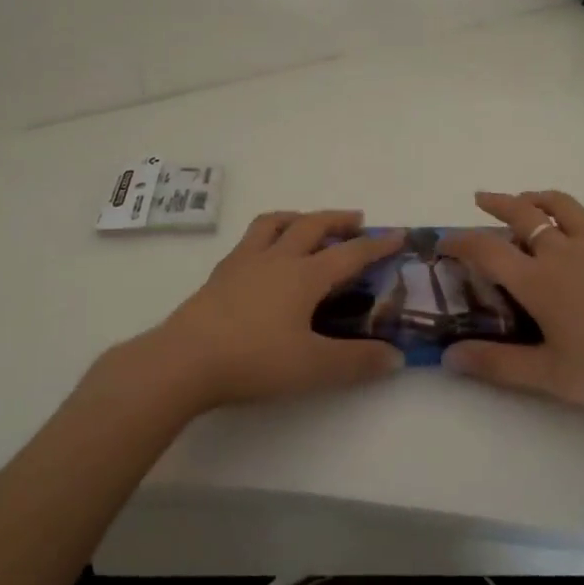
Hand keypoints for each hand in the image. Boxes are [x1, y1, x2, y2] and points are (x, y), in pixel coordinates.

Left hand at [106, 211, 406, 413]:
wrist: (185, 359)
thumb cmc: (254, 360)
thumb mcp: (313, 367)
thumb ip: (357, 362)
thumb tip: (396, 357)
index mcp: (305, 276)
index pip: (350, 253)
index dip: (377, 244)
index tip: (398, 234)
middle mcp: (277, 258)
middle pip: (313, 225)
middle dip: (339, 220)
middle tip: (357, 220)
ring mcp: (245, 262)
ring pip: (275, 223)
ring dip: (299, 217)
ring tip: (308, 223)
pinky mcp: (221, 273)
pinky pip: (250, 239)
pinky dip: (268, 234)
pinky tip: (265, 254)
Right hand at [440, 190, 583, 414]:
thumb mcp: (549, 376)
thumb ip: (497, 364)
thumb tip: (448, 357)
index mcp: (538, 280)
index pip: (486, 251)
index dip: (460, 242)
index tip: (443, 242)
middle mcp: (564, 252)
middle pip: (523, 215)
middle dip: (498, 204)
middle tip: (481, 199)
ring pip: (564, 206)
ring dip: (540, 198)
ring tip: (529, 199)